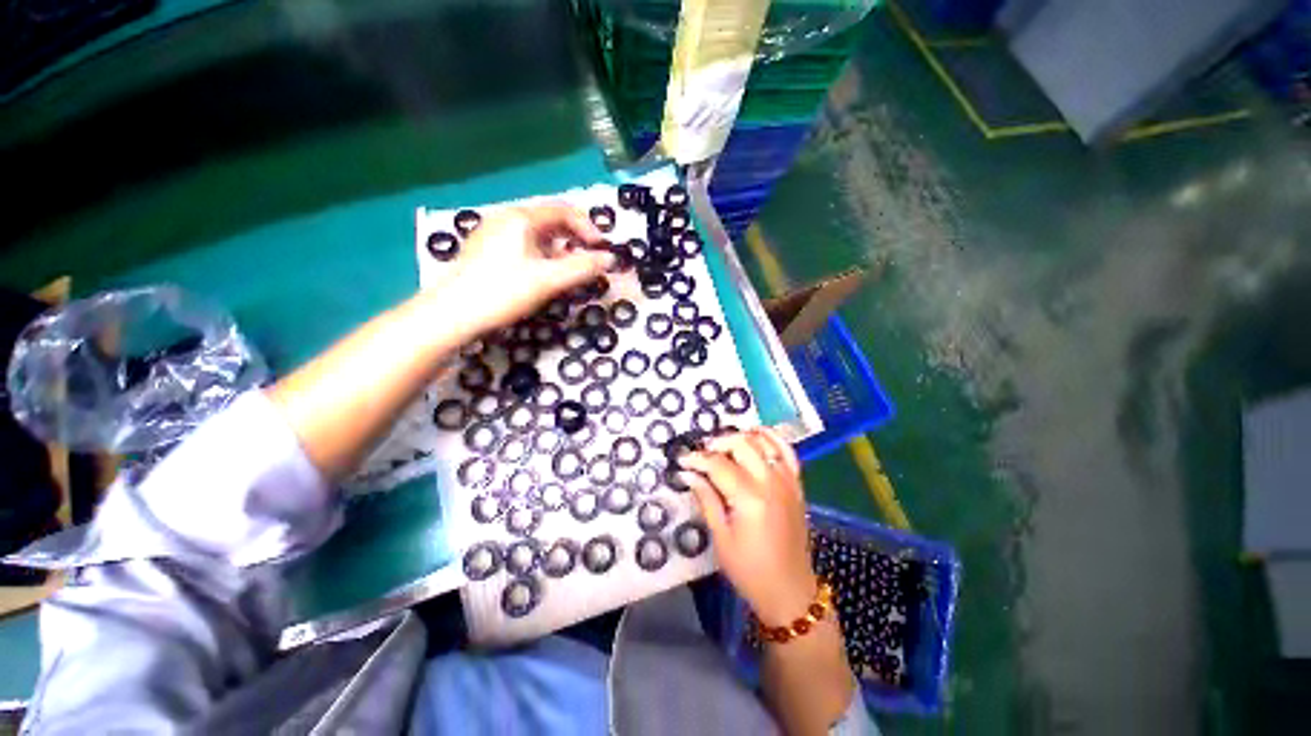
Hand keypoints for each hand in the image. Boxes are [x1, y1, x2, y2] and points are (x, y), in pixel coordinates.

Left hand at [434, 203, 612, 333]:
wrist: (452, 313)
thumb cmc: (503, 292)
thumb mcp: (549, 280)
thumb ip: (582, 267)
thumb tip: (610, 259)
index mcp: (521, 217)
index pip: (563, 211)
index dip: (587, 228)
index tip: (601, 250)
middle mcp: (505, 217)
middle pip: (549, 220)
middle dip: (573, 238)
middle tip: (587, 259)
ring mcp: (492, 232)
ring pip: (535, 233)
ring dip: (558, 247)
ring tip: (567, 269)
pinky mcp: (485, 249)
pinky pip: (521, 243)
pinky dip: (540, 254)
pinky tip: (541, 273)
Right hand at [680, 428, 818, 626]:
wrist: (789, 590)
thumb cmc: (750, 570)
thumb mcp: (721, 538)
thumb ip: (707, 499)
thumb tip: (689, 474)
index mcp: (750, 498)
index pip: (718, 465)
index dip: (697, 459)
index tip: (682, 460)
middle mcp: (771, 482)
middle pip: (742, 444)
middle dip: (717, 443)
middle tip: (702, 453)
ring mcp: (787, 481)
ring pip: (764, 442)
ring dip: (742, 436)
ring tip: (724, 443)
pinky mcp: (796, 485)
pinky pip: (787, 451)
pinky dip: (772, 438)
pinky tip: (757, 434)